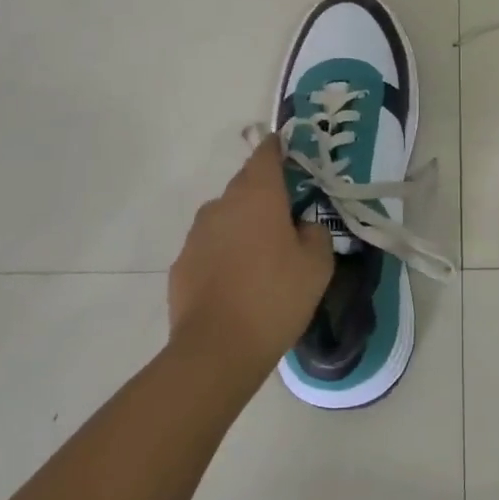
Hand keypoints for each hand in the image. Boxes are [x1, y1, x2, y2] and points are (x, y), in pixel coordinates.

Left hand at [168, 135, 333, 387]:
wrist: (216, 351)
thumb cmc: (275, 297)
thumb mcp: (317, 265)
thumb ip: (315, 233)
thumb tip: (302, 226)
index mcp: (258, 195)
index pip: (266, 154)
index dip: (278, 149)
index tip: (289, 153)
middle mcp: (223, 204)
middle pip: (246, 185)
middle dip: (265, 194)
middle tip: (287, 218)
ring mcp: (197, 234)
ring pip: (226, 216)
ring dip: (243, 225)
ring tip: (262, 258)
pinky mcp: (181, 263)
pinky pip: (210, 246)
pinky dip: (224, 253)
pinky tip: (237, 283)